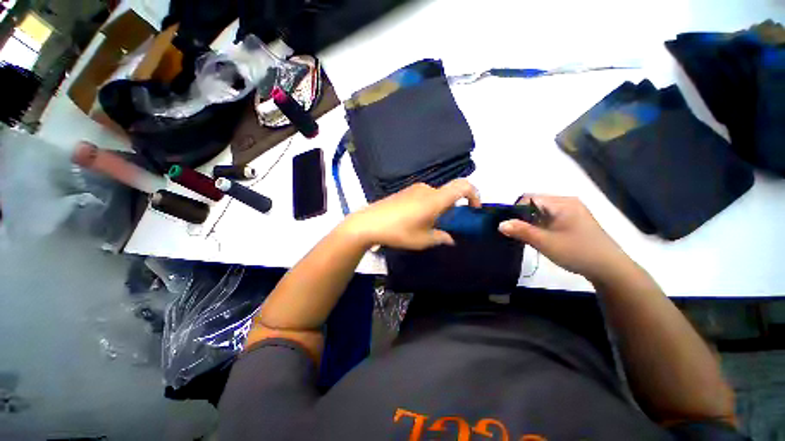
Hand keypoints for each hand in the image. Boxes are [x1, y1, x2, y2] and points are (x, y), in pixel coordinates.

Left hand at [343, 179, 480, 249]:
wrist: (369, 223)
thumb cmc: (398, 232)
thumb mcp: (422, 240)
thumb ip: (441, 238)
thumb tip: (450, 239)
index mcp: (435, 199)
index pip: (463, 186)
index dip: (474, 194)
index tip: (473, 209)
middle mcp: (427, 189)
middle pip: (448, 193)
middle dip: (452, 208)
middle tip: (445, 225)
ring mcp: (414, 189)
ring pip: (435, 196)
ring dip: (438, 208)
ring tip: (427, 225)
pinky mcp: (404, 191)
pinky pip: (423, 196)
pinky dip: (427, 205)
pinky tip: (414, 219)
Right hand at [498, 195, 629, 280]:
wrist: (610, 269)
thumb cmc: (577, 252)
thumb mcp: (546, 242)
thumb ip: (522, 231)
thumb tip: (500, 224)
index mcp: (562, 203)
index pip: (529, 198)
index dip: (515, 210)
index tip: (509, 225)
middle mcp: (567, 202)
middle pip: (535, 203)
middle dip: (523, 217)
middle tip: (517, 233)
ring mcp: (572, 211)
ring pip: (541, 211)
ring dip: (531, 222)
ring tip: (527, 236)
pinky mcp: (573, 221)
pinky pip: (550, 218)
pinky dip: (540, 225)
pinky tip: (540, 237)